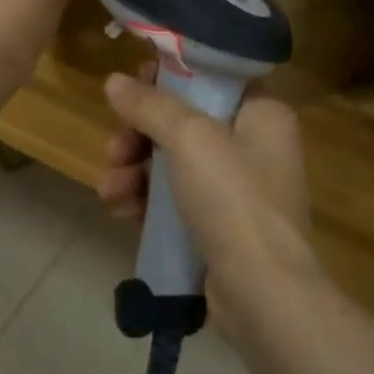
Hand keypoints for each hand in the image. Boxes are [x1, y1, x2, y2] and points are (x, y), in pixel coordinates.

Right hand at [98, 68, 317, 333]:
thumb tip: (114, 81)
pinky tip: (121, 211)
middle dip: (139, 135)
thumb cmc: (233, 197)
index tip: (133, 87)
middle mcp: (254, 145)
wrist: (262, 295)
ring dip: (135, 171)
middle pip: (183, 122)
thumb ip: (149, 105)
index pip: (210, 78)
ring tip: (110, 190)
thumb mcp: (188, 138)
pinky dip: (147, 201)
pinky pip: (175, 200)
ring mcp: (238, 189)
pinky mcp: (220, 226)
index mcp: (262, 113)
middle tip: (115, 149)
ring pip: (173, 162)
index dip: (168, 78)